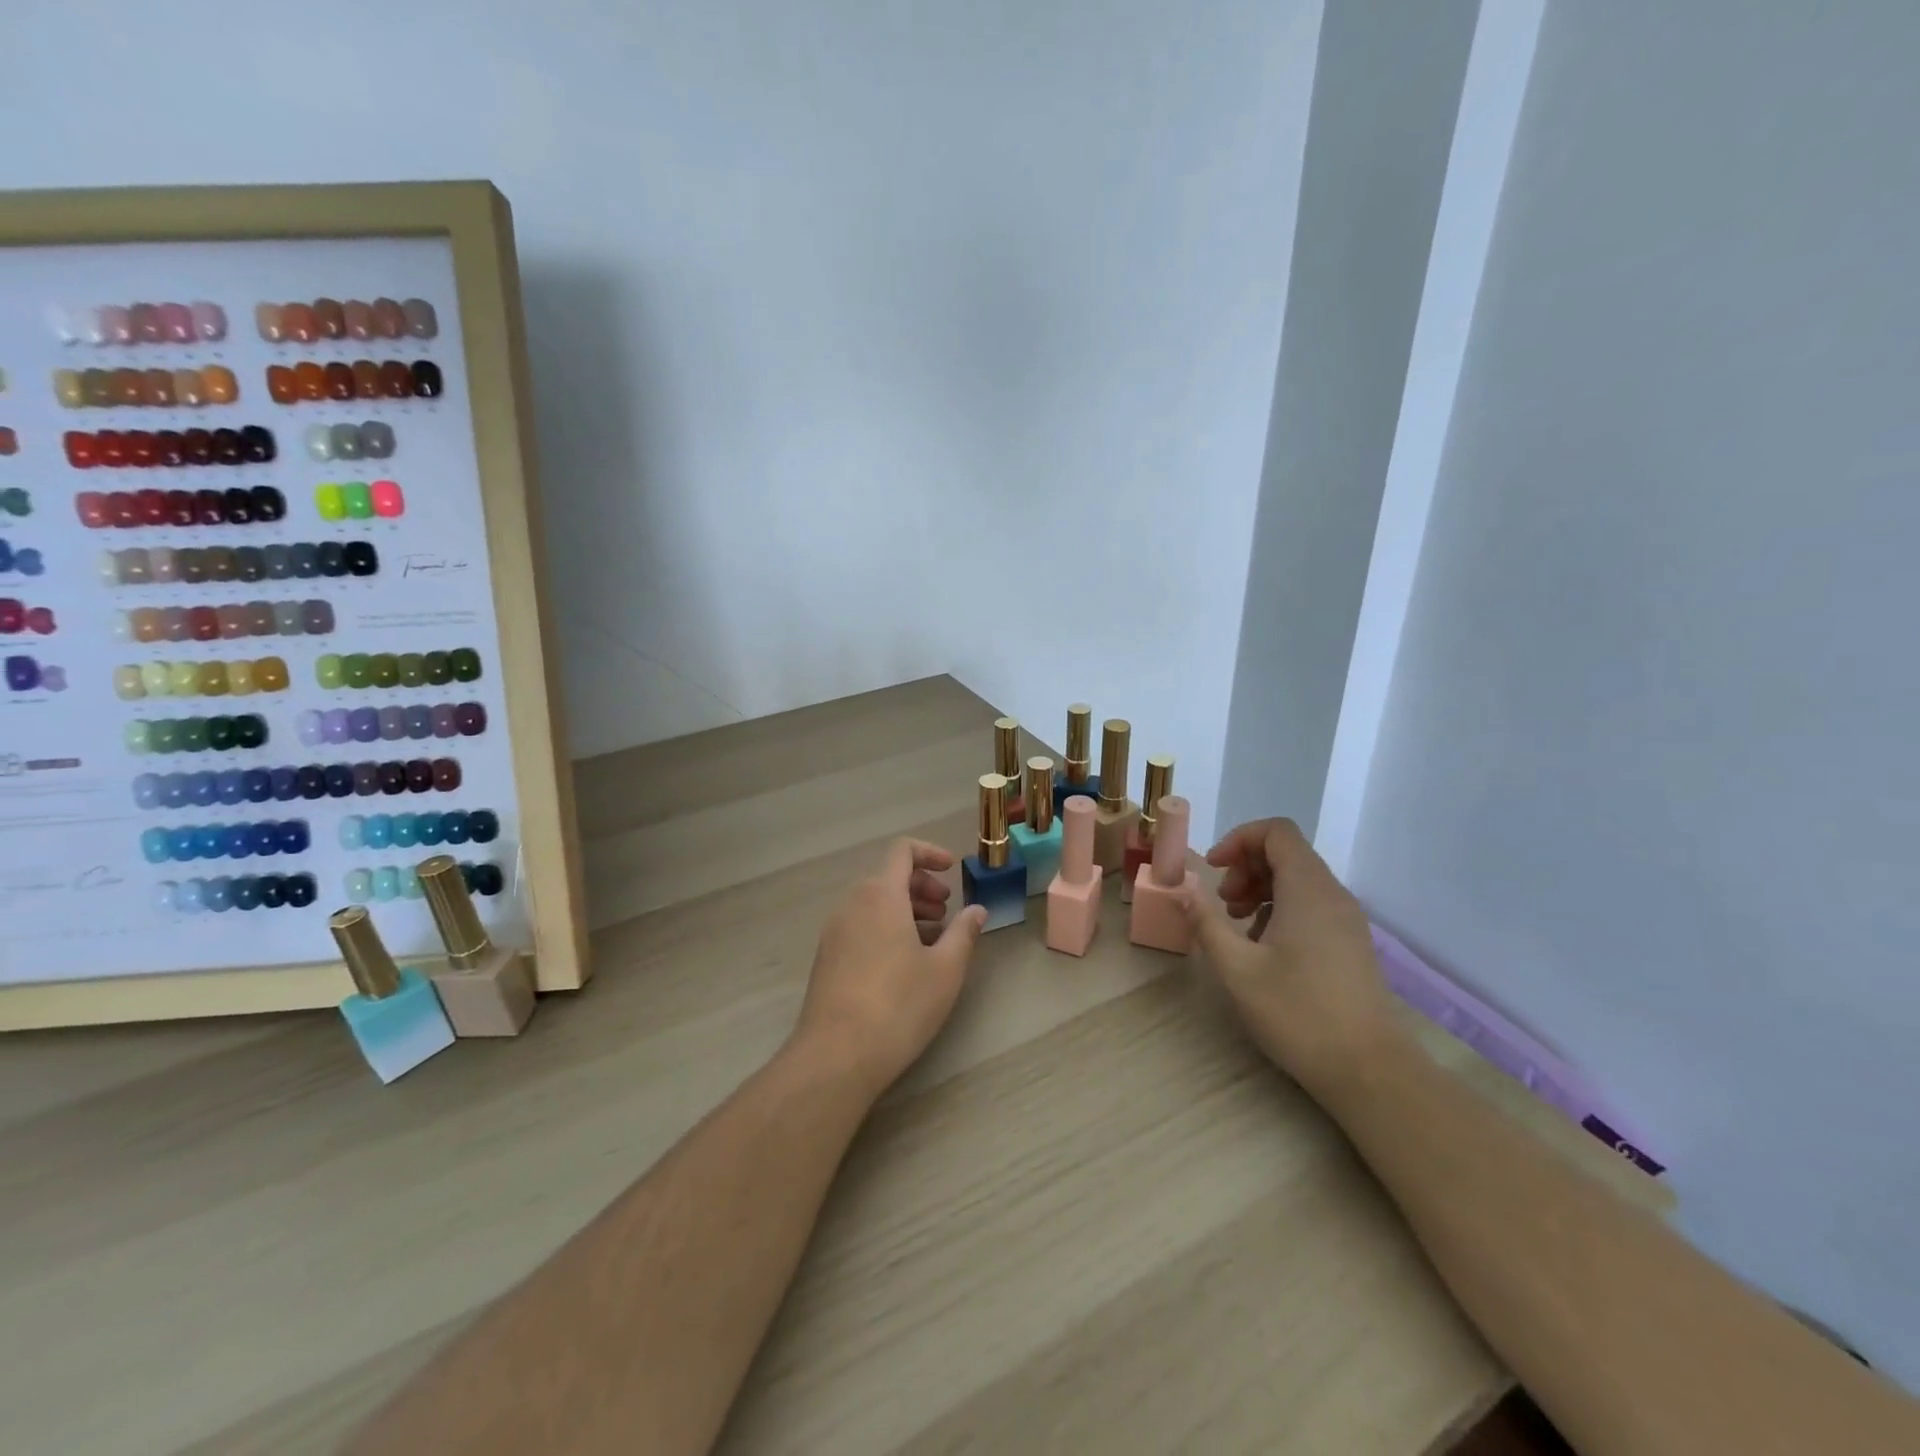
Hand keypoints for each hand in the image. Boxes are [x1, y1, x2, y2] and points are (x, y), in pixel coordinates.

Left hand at [793, 838, 987, 1096]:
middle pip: (889, 876)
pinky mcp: (826, 956)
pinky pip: (860, 924)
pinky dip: (885, 927)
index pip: (903, 851)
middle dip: (922, 887)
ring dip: (905, 909)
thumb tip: (977, 910)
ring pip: (874, 902)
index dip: (930, 853)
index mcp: (881, 895)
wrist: (837, 1055)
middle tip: (947, 912)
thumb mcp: (945, 969)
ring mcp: (834, 930)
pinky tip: (904, 963)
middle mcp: (852, 903)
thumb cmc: (899, 1005)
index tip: (952, 871)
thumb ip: (964, 933)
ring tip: (932, 941)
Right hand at [1179, 818, 1401, 1104]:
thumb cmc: (1298, 1013)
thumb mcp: (1237, 968)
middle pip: (1286, 853)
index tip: (1213, 870)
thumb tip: (1182, 887)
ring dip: (1260, 890)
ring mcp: (1347, 920)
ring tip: (1237, 927)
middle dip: (1245, 868)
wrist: (1369, 1070)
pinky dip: (1281, 910)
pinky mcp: (1351, 944)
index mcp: (1308, 890)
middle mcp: (1333, 895)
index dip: (1239, 839)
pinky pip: (1311, 905)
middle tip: (1223, 904)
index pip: (1276, 832)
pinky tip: (1263, 949)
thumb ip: (1205, 921)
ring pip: (1298, 880)